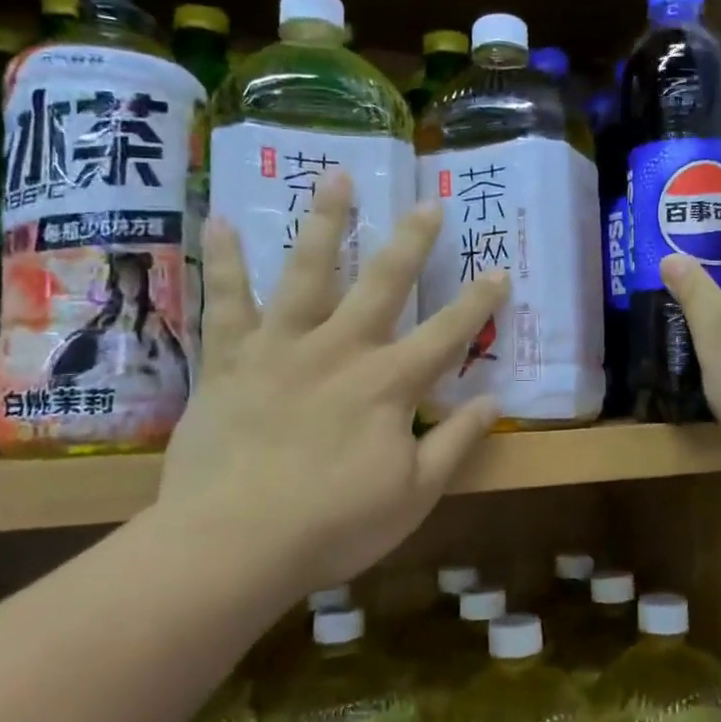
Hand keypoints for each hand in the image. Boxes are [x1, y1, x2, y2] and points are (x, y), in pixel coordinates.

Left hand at [158, 172, 509, 595]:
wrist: (233, 545)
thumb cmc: (333, 525)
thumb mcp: (414, 495)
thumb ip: (456, 443)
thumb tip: (495, 402)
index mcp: (389, 383)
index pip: (448, 334)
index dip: (478, 303)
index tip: (500, 271)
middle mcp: (341, 349)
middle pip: (383, 283)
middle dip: (411, 241)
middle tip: (428, 202)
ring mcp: (283, 347)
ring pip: (307, 271)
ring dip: (325, 221)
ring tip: (335, 176)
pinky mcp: (232, 359)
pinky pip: (226, 302)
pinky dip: (223, 262)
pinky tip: (220, 221)